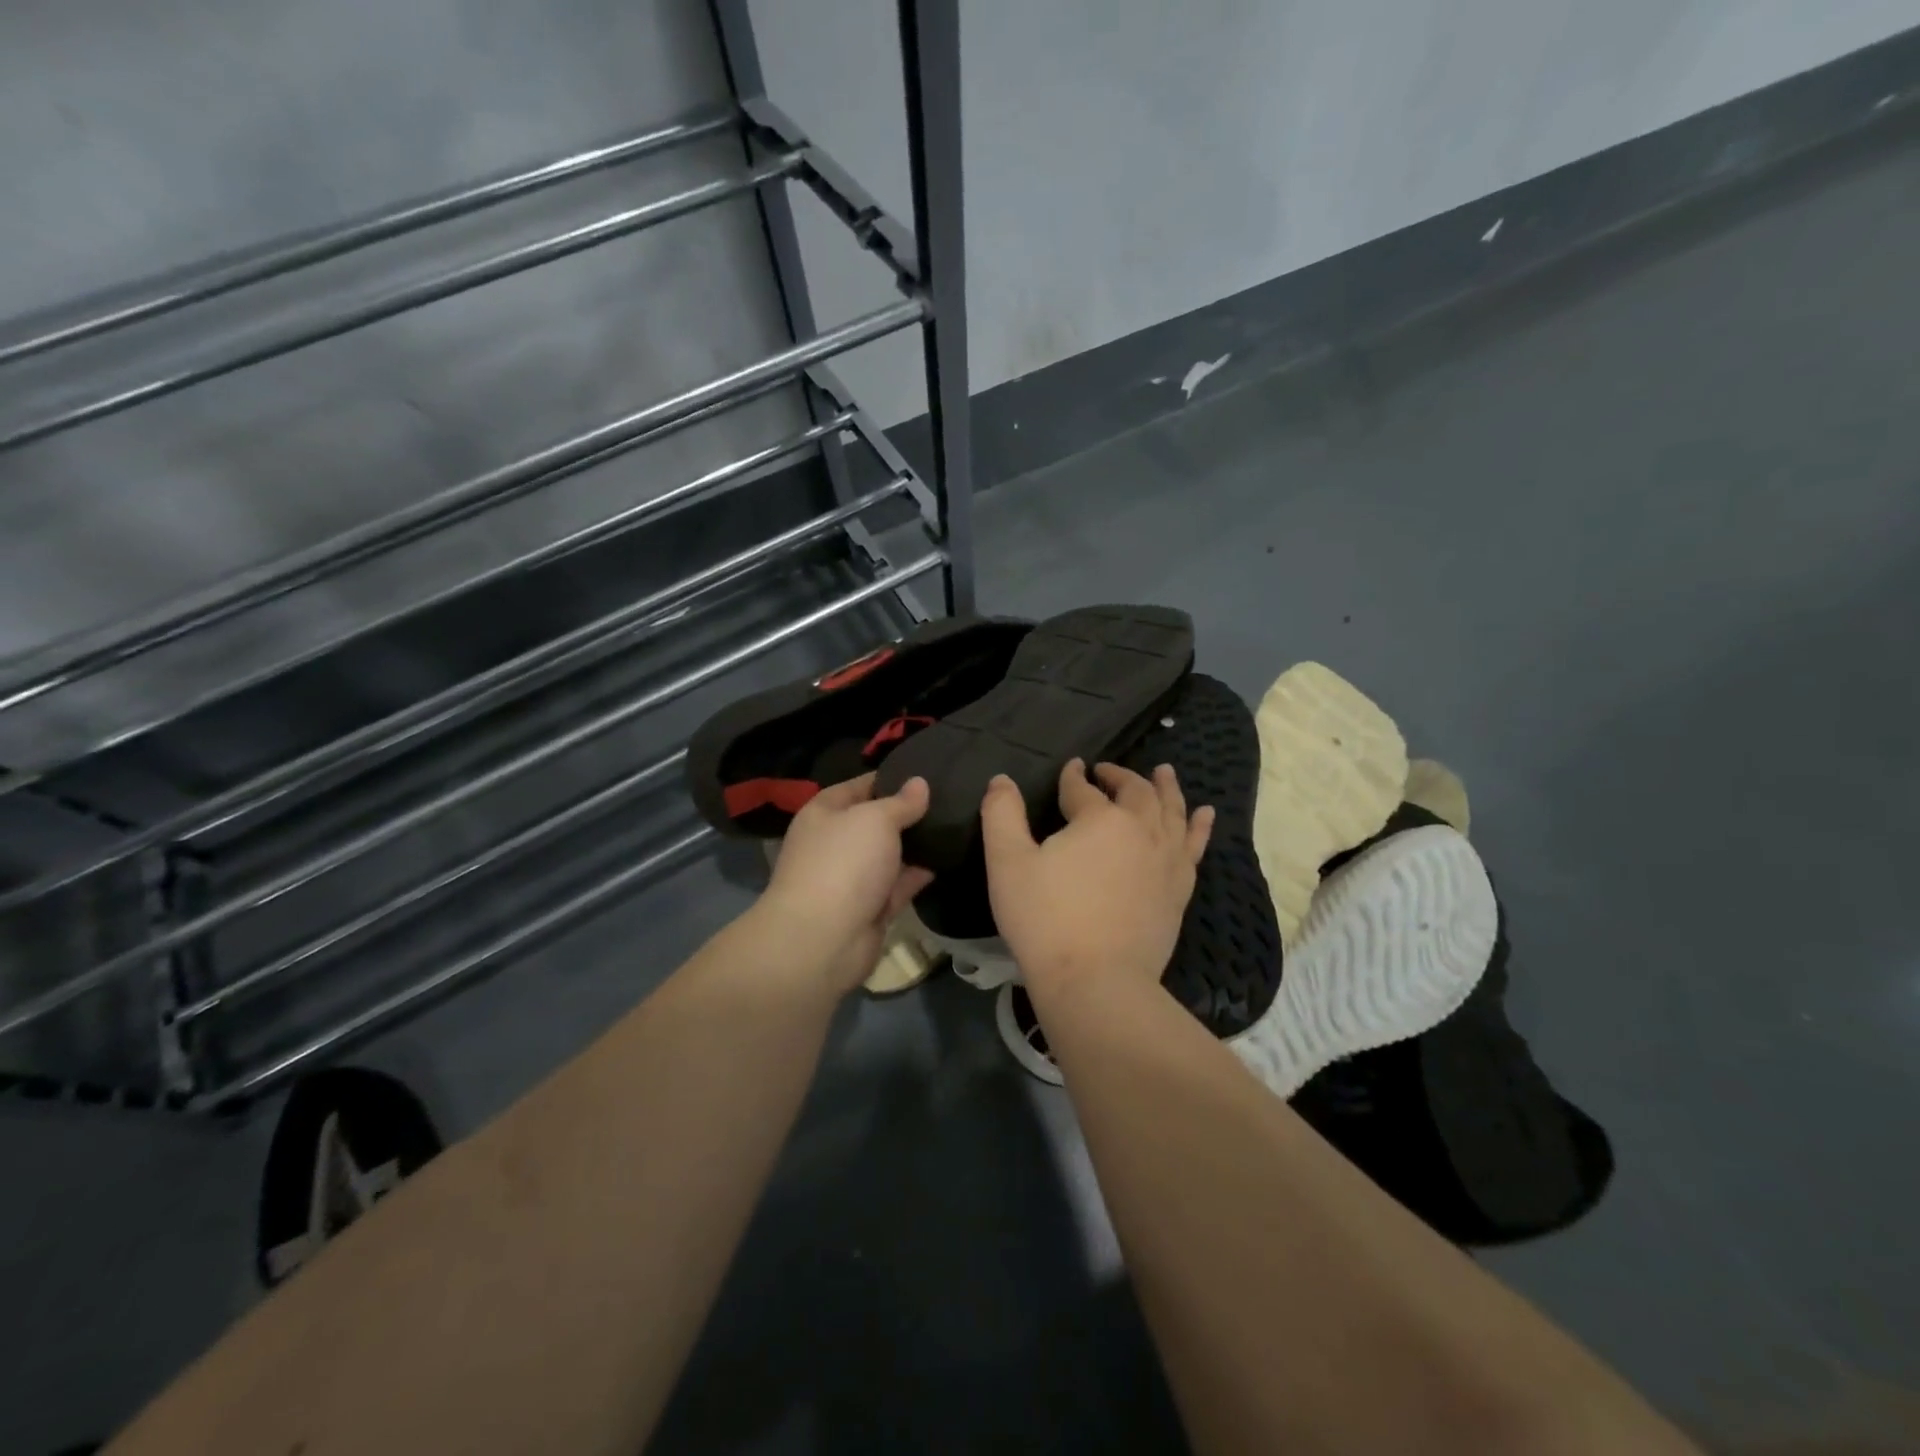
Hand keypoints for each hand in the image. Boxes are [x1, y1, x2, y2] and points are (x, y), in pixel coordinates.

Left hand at [758, 772, 934, 993]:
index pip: (860, 786)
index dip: (891, 778)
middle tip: (951, 798)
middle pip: (876, 821)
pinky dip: (919, 874)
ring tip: (956, 825)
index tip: (927, 772)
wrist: (823, 940)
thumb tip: (919, 783)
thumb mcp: (875, 819)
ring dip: (917, 844)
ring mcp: (852, 878)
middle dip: (908, 812)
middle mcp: (835, 843)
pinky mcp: (870, 908)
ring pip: (889, 854)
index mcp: (824, 813)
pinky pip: (898, 884)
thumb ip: (901, 802)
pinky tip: (948, 860)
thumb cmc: (843, 863)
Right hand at [981, 759, 1212, 999]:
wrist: (1096, 981)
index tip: (1071, 767)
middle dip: (1119, 776)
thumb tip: (1002, 780)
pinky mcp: (1180, 889)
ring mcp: (1166, 859)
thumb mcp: (1008, 863)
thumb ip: (1001, 814)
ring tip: (1165, 771)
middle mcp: (1140, 829)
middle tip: (1106, 770)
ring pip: (1171, 811)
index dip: (1073, 776)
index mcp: (1098, 818)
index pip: (1083, 788)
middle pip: (1134, 792)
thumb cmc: (1045, 920)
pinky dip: (1200, 826)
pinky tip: (1205, 814)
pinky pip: (1194, 846)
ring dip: (1166, 788)